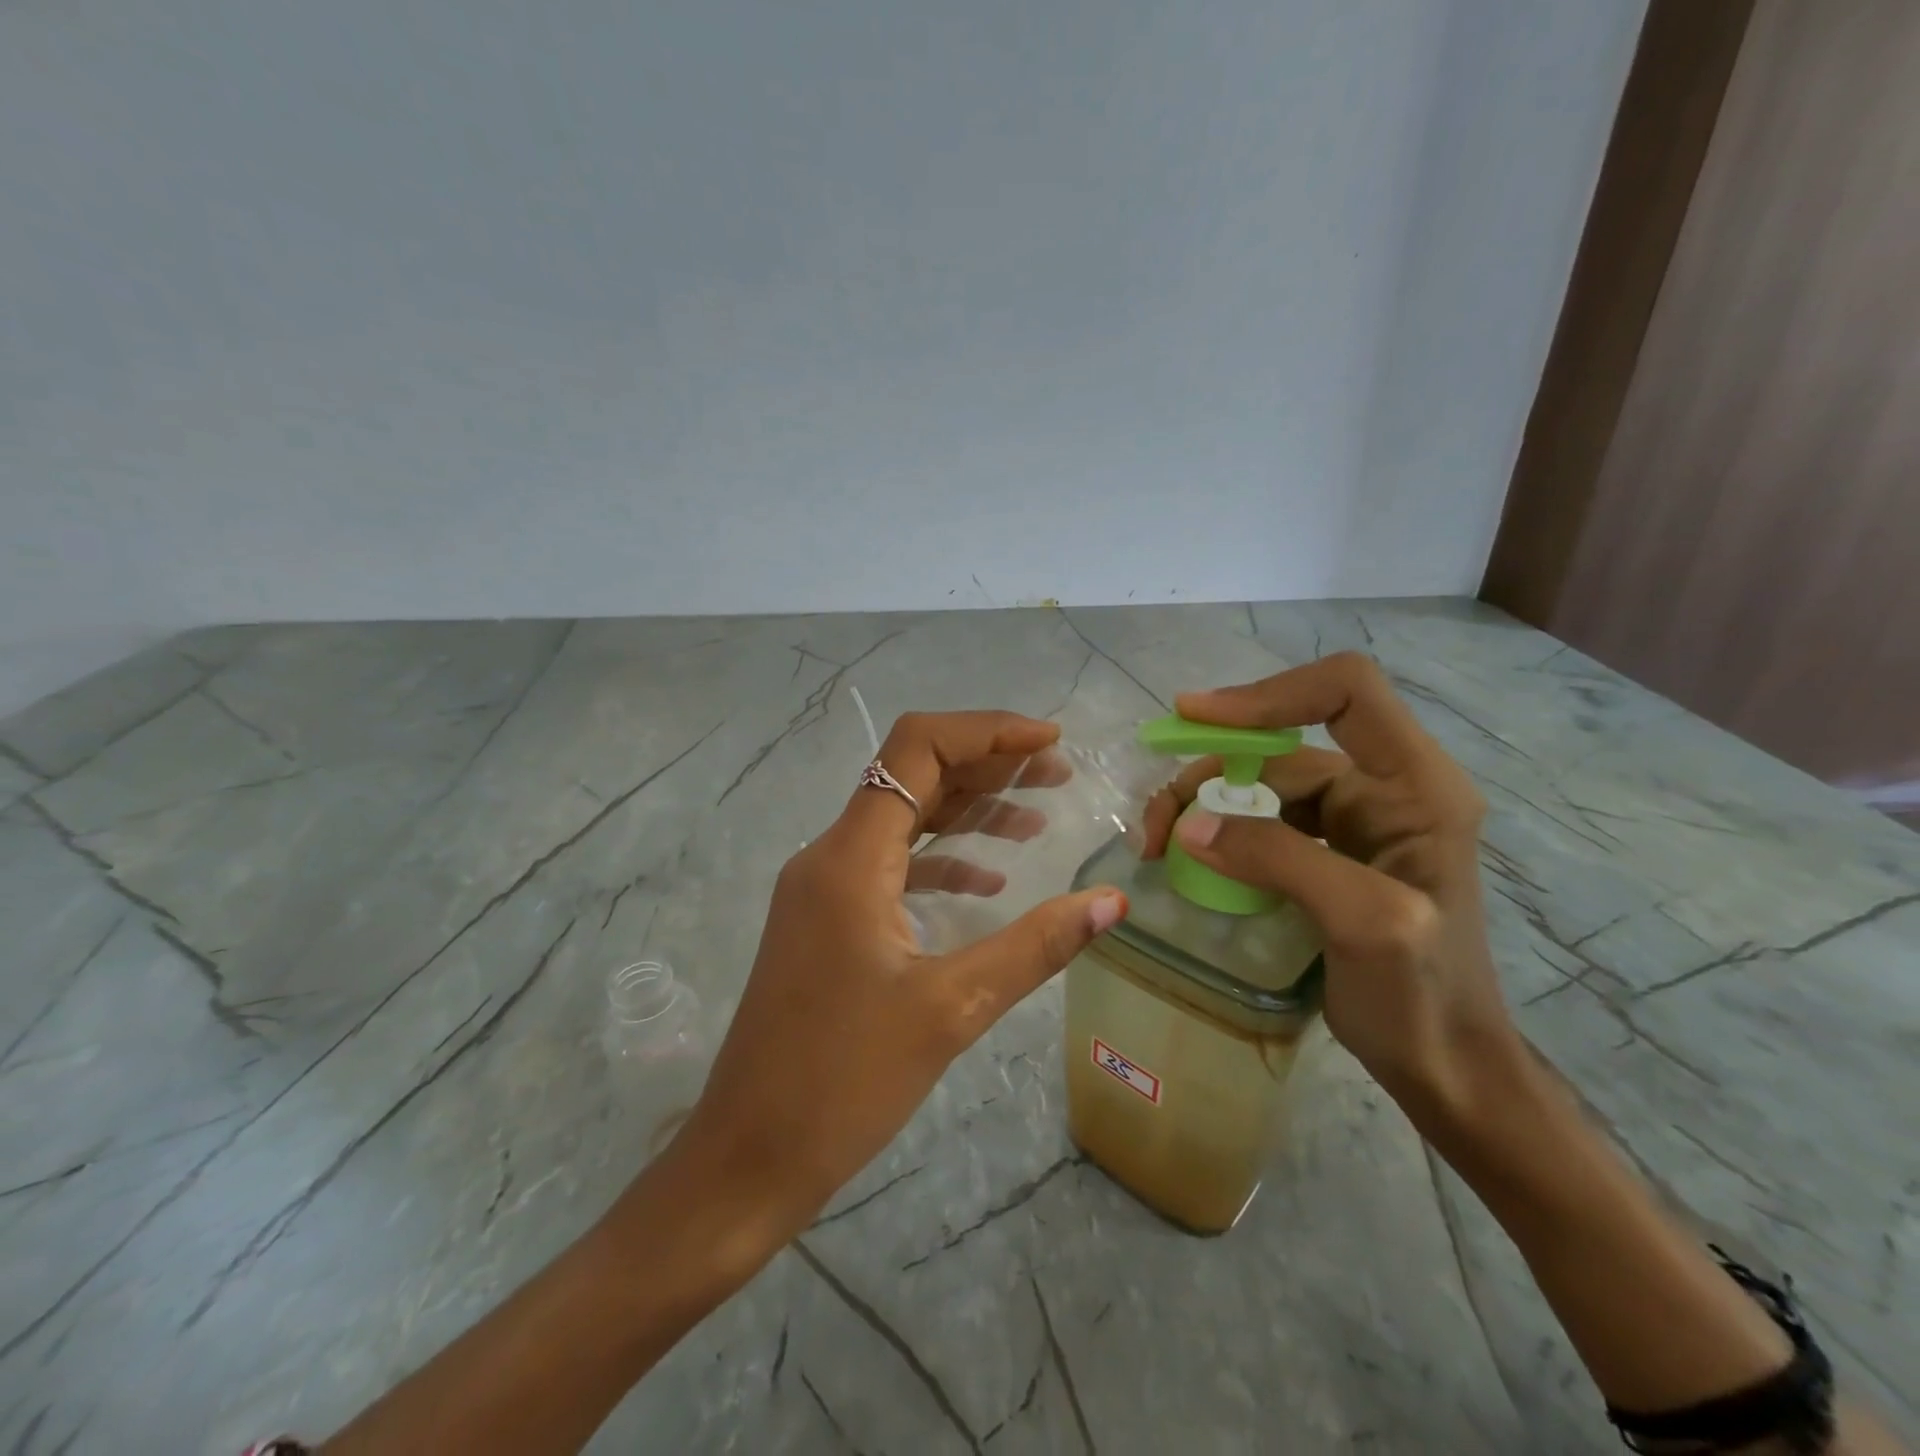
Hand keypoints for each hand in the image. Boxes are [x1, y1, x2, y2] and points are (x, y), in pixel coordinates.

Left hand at [671, 710, 1127, 1247]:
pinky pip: (892, 866)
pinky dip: (943, 861)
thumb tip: (1112, 901)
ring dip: (969, 811)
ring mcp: (823, 888)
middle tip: (1057, 775)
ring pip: (904, 821)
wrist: (748, 1156)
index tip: (1048, 742)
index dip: (986, 731)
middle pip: (913, 776)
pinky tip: (989, 882)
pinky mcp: (827, 920)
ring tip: (1039, 819)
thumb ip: (1035, 945)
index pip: (915, 749)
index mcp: (850, 858)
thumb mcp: (952, 1009)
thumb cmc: (843, 1083)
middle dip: (988, 766)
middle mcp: (830, 855)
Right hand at [1140, 653, 1510, 1117]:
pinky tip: (1188, 859)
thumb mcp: (1362, 922)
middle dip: (1209, 773)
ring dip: (1202, 804)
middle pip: (1280, 747)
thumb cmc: (1424, 999)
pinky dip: (1217, 832)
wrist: (1446, 1068)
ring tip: (1158, 847)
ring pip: (1260, 784)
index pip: (1346, 691)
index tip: (1196, 718)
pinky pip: (1260, 821)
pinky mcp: (1325, 851)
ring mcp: (1353, 820)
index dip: (1269, 694)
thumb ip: (1279, 860)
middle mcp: (1384, 787)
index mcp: (1415, 785)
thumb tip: (1188, 825)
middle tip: (1155, 826)